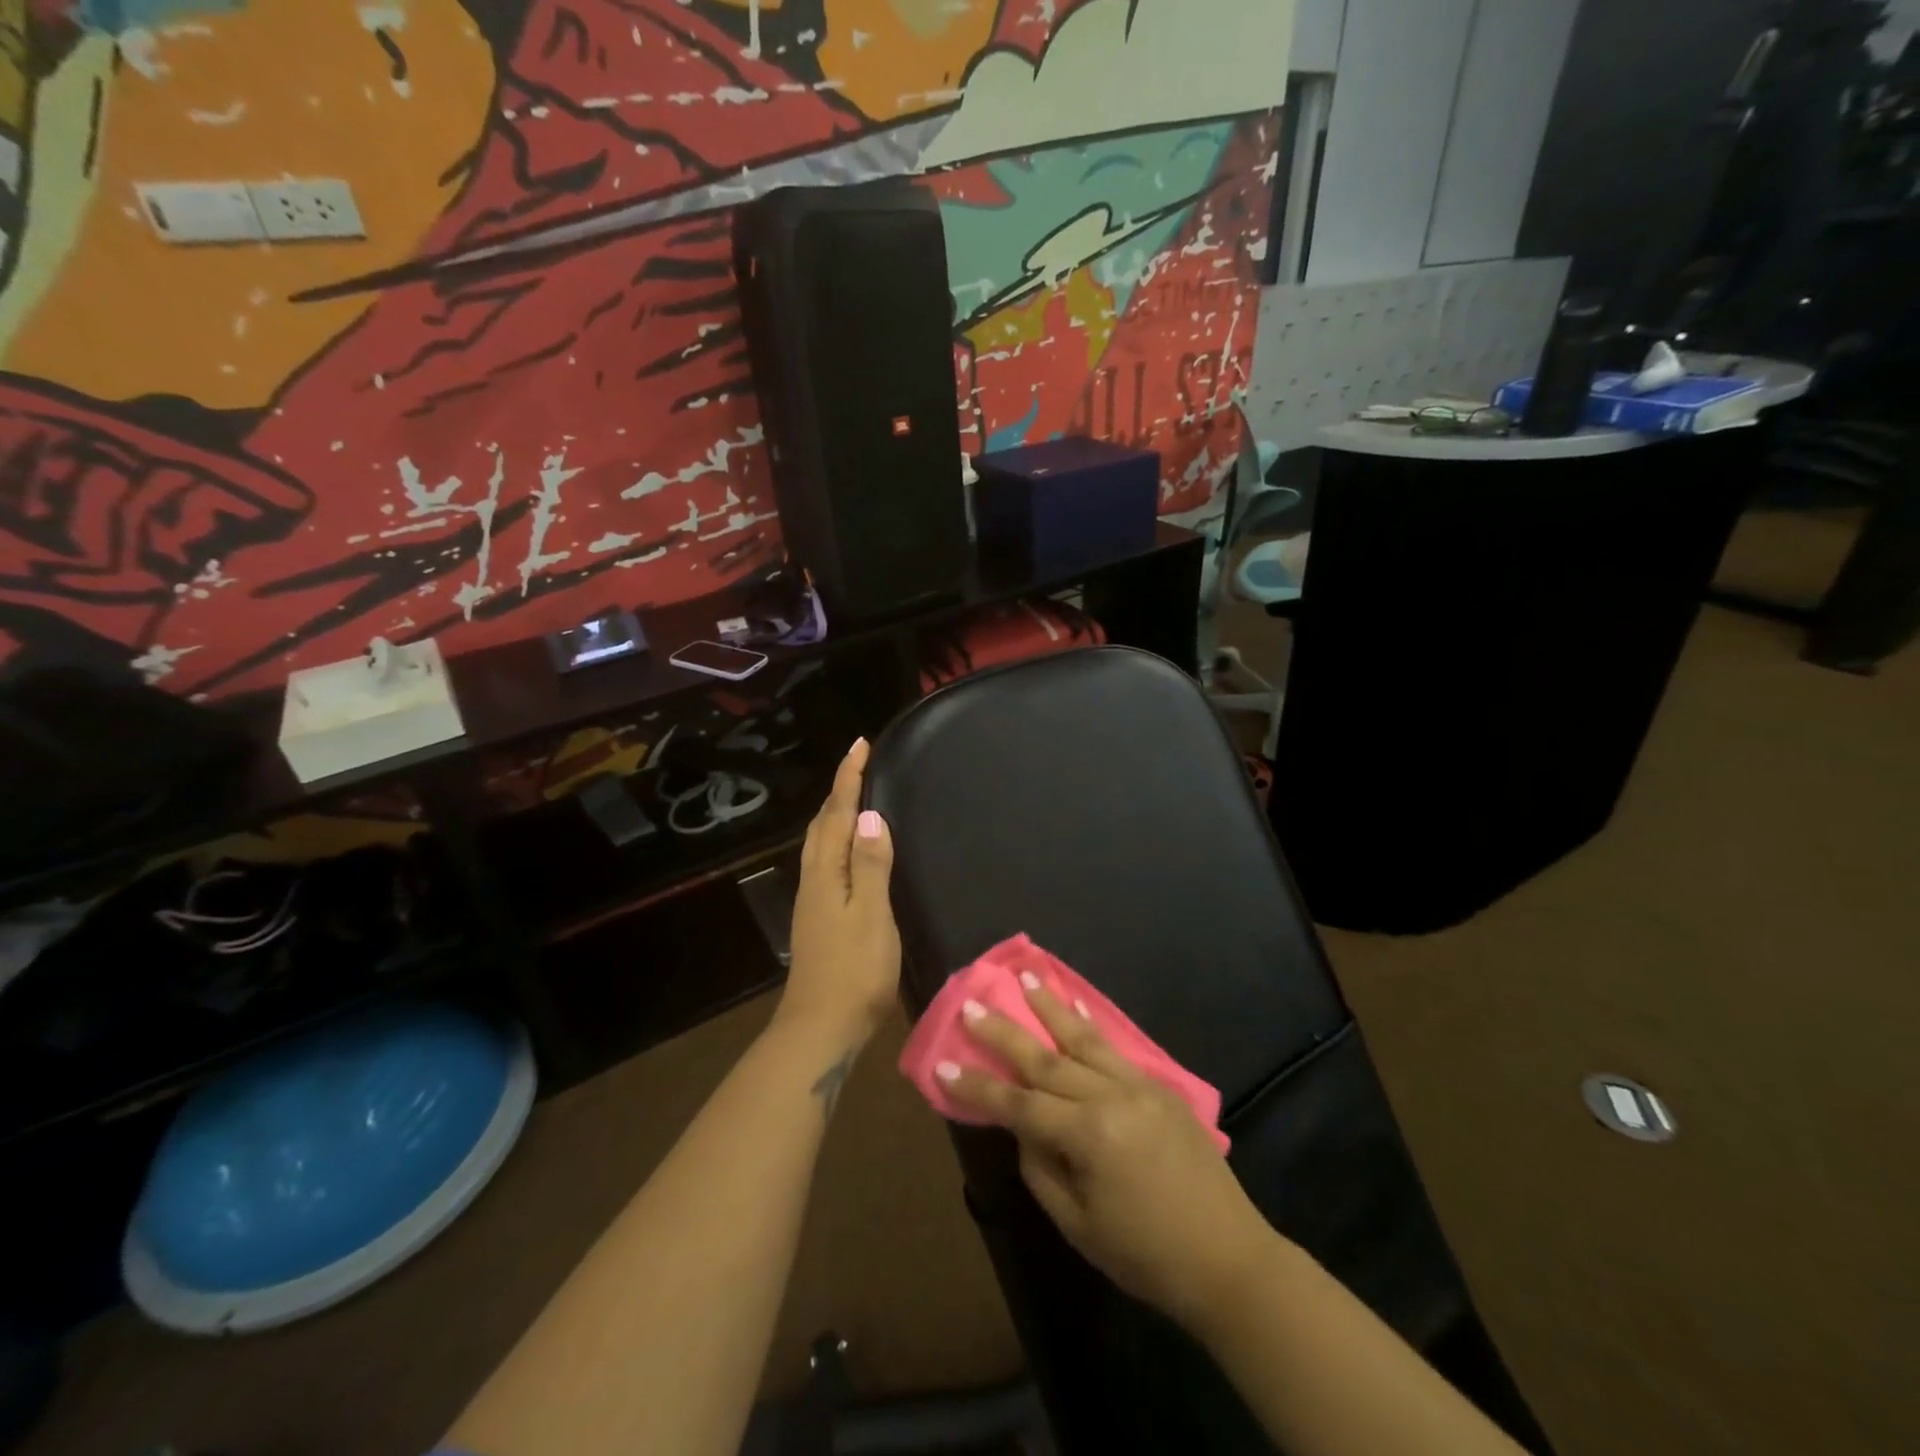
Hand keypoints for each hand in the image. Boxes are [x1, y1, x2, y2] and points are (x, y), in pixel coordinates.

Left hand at [778, 738, 900, 1048]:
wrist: (821, 1028)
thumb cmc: (854, 971)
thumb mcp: (871, 915)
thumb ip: (870, 865)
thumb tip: (869, 815)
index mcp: (826, 873)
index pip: (836, 814)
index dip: (848, 778)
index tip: (860, 744)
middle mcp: (814, 880)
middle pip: (821, 824)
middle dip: (838, 790)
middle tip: (860, 765)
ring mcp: (813, 901)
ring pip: (821, 843)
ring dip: (835, 814)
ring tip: (856, 798)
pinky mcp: (819, 918)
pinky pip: (827, 862)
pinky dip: (838, 841)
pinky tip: (852, 852)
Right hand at [939, 980, 1272, 1328]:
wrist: (1231, 1260)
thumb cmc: (1147, 1256)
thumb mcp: (1079, 1226)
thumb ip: (1041, 1169)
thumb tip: (1024, 1127)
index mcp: (1089, 1136)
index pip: (1019, 1104)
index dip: (978, 1087)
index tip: (942, 1064)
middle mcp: (1112, 1097)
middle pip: (1046, 1059)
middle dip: (1004, 1032)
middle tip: (972, 1003)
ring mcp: (1140, 1086)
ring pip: (1083, 1039)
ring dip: (1050, 1007)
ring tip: (1024, 976)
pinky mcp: (1160, 1086)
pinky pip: (1116, 1049)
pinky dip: (1090, 1026)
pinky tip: (1075, 1007)